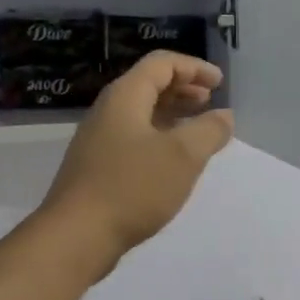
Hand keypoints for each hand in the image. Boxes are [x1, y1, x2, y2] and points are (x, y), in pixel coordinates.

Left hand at [37, 52, 234, 270]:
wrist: (76, 236)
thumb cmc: (133, 187)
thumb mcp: (183, 156)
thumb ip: (209, 130)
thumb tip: (224, 116)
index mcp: (125, 96)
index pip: (161, 63)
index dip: (194, 67)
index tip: (220, 83)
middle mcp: (108, 111)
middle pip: (149, 85)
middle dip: (184, 89)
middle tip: (210, 102)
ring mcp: (99, 140)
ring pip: (141, 113)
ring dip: (172, 114)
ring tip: (198, 129)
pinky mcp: (98, 167)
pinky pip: (134, 138)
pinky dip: (160, 137)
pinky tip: (174, 161)